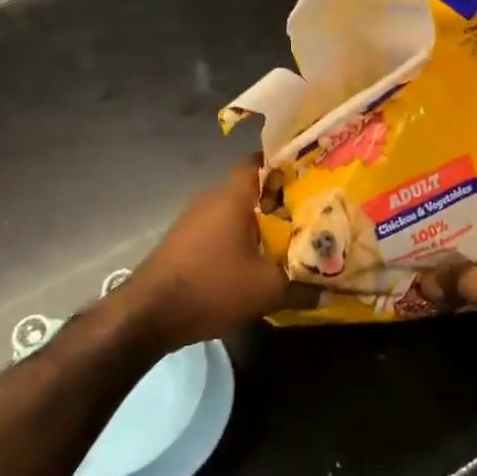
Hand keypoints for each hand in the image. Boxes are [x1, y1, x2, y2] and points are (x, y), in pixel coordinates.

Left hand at [116, 156, 300, 351]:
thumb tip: (328, 291)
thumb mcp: (265, 291)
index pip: (261, 161)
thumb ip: (301, 287)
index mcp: (233, 196)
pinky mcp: (184, 240)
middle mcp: (211, 198)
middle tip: (312, 211)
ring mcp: (193, 219)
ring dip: (259, 222)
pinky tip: (256, 259)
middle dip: (280, 199)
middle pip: (252, 188)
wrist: (148, 314)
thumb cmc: (211, 287)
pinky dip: (240, 237)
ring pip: (235, 210)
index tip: (313, 174)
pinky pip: (220, 228)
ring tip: (290, 237)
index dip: (287, 164)